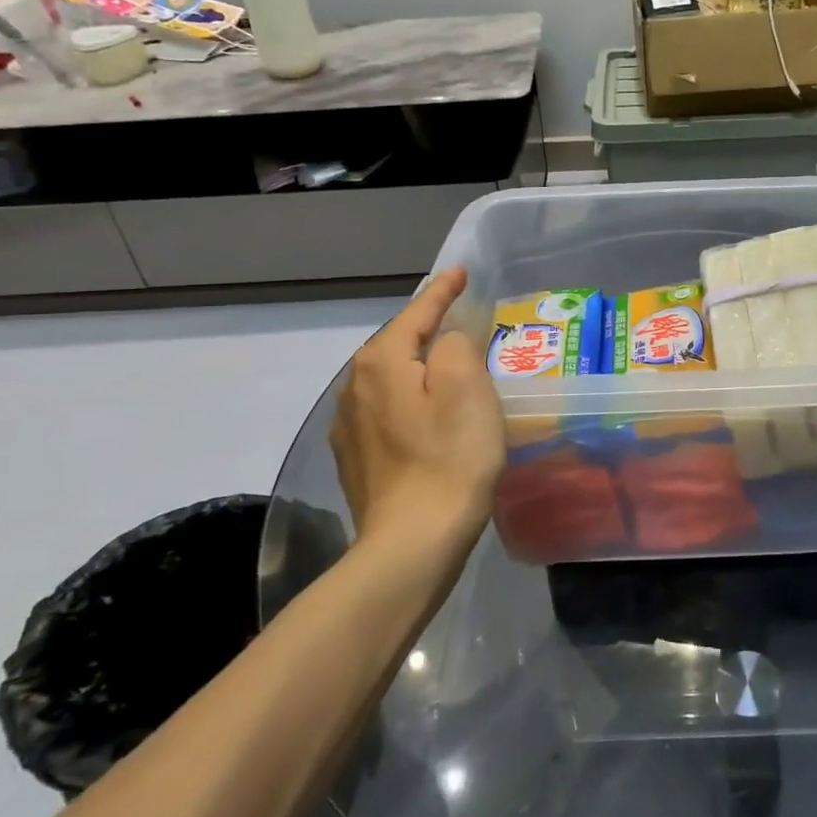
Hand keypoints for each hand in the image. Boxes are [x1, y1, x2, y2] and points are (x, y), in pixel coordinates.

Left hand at [330, 267, 505, 554]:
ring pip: (391, 380)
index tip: (461, 272)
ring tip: (449, 367)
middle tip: (463, 321)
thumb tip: (446, 341)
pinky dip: (411, 402)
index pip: (416, 312)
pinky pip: (388, 411)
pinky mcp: (356, 459)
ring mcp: (349, 427)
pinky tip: (428, 416)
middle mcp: (354, 387)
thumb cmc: (449, 457)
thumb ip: (456, 343)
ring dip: (419, 368)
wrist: (412, 543)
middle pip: (398, 344)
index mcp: (380, 362)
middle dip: (429, 329)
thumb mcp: (466, 386)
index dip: (442, 291)